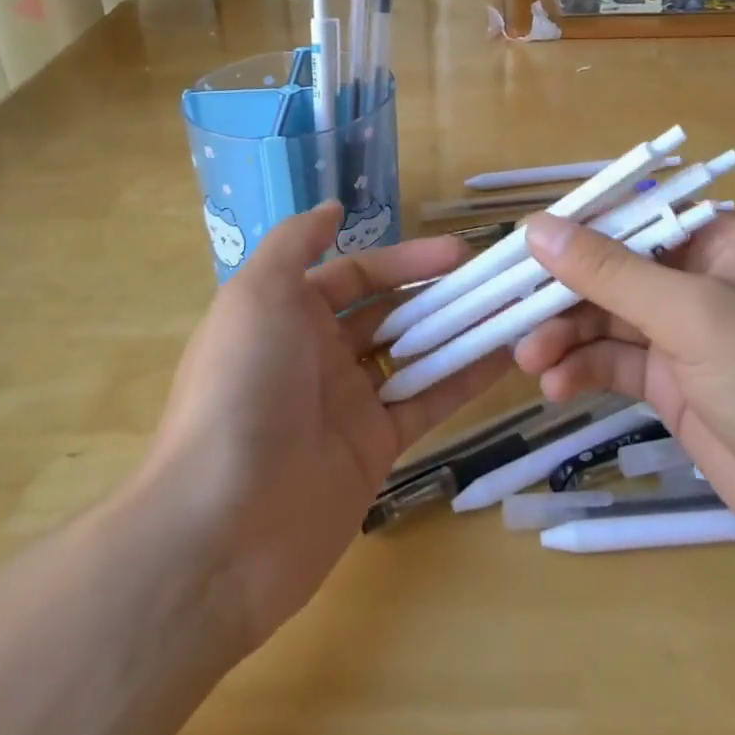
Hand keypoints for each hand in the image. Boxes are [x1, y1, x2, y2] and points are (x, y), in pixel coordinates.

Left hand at [134, 205, 508, 656]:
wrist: (222, 527)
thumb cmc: (241, 388)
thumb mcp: (257, 294)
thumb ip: (296, 243)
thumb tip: (332, 208)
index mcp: (288, 315)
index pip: (356, 274)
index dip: (405, 259)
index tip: (459, 252)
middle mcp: (319, 354)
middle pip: (390, 312)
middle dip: (438, 293)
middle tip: (495, 281)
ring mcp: (349, 404)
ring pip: (414, 355)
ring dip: (459, 331)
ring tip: (512, 310)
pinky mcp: (375, 450)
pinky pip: (427, 403)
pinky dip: (465, 380)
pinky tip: (506, 358)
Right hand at [513, 211, 734, 585]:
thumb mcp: (693, 315)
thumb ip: (610, 271)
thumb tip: (536, 228)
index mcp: (722, 242)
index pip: (634, 218)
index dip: (577, 229)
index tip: (521, 247)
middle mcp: (703, 281)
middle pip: (614, 271)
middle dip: (564, 293)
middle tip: (513, 314)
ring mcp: (689, 337)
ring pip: (609, 320)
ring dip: (567, 335)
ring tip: (530, 360)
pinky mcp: (678, 388)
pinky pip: (618, 364)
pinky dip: (586, 371)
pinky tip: (558, 388)